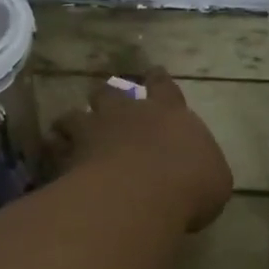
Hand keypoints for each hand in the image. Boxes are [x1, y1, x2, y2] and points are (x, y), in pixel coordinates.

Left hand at [49, 72, 232, 230]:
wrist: (141, 195)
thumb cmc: (190, 184)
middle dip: (109, 95)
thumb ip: (203, 168)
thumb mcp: (215, 180)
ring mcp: (94, 131)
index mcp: (168, 112)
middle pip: (112, 92)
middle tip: (106, 101)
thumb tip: (200, 172)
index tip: (154, 72)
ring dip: (74, 121)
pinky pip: (55, 148)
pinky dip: (54, 151)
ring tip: (68, 128)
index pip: (164, 86)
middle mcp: (129, 113)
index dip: (158, 79)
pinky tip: (53, 159)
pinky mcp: (68, 156)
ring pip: (76, 115)